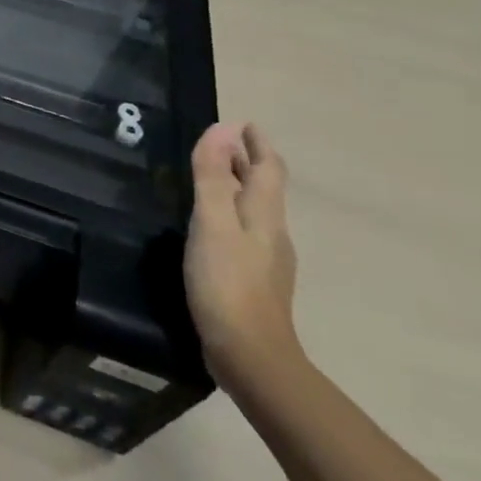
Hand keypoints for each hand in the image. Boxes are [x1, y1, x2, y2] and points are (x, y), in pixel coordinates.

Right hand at [184, 122, 302, 396]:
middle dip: (245, 164)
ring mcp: (265, 262)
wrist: (250, 356)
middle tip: (221, 145)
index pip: (268, 169)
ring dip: (236, 190)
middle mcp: (271, 234)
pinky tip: (210, 229)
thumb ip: (212, 176)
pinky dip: (229, 217)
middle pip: (263, 190)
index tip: (244, 124)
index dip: (257, 145)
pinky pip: (243, 236)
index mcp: (263, 215)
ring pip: (253, 213)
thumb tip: (223, 128)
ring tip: (211, 181)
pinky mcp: (252, 284)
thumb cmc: (228, 282)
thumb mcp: (212, 222)